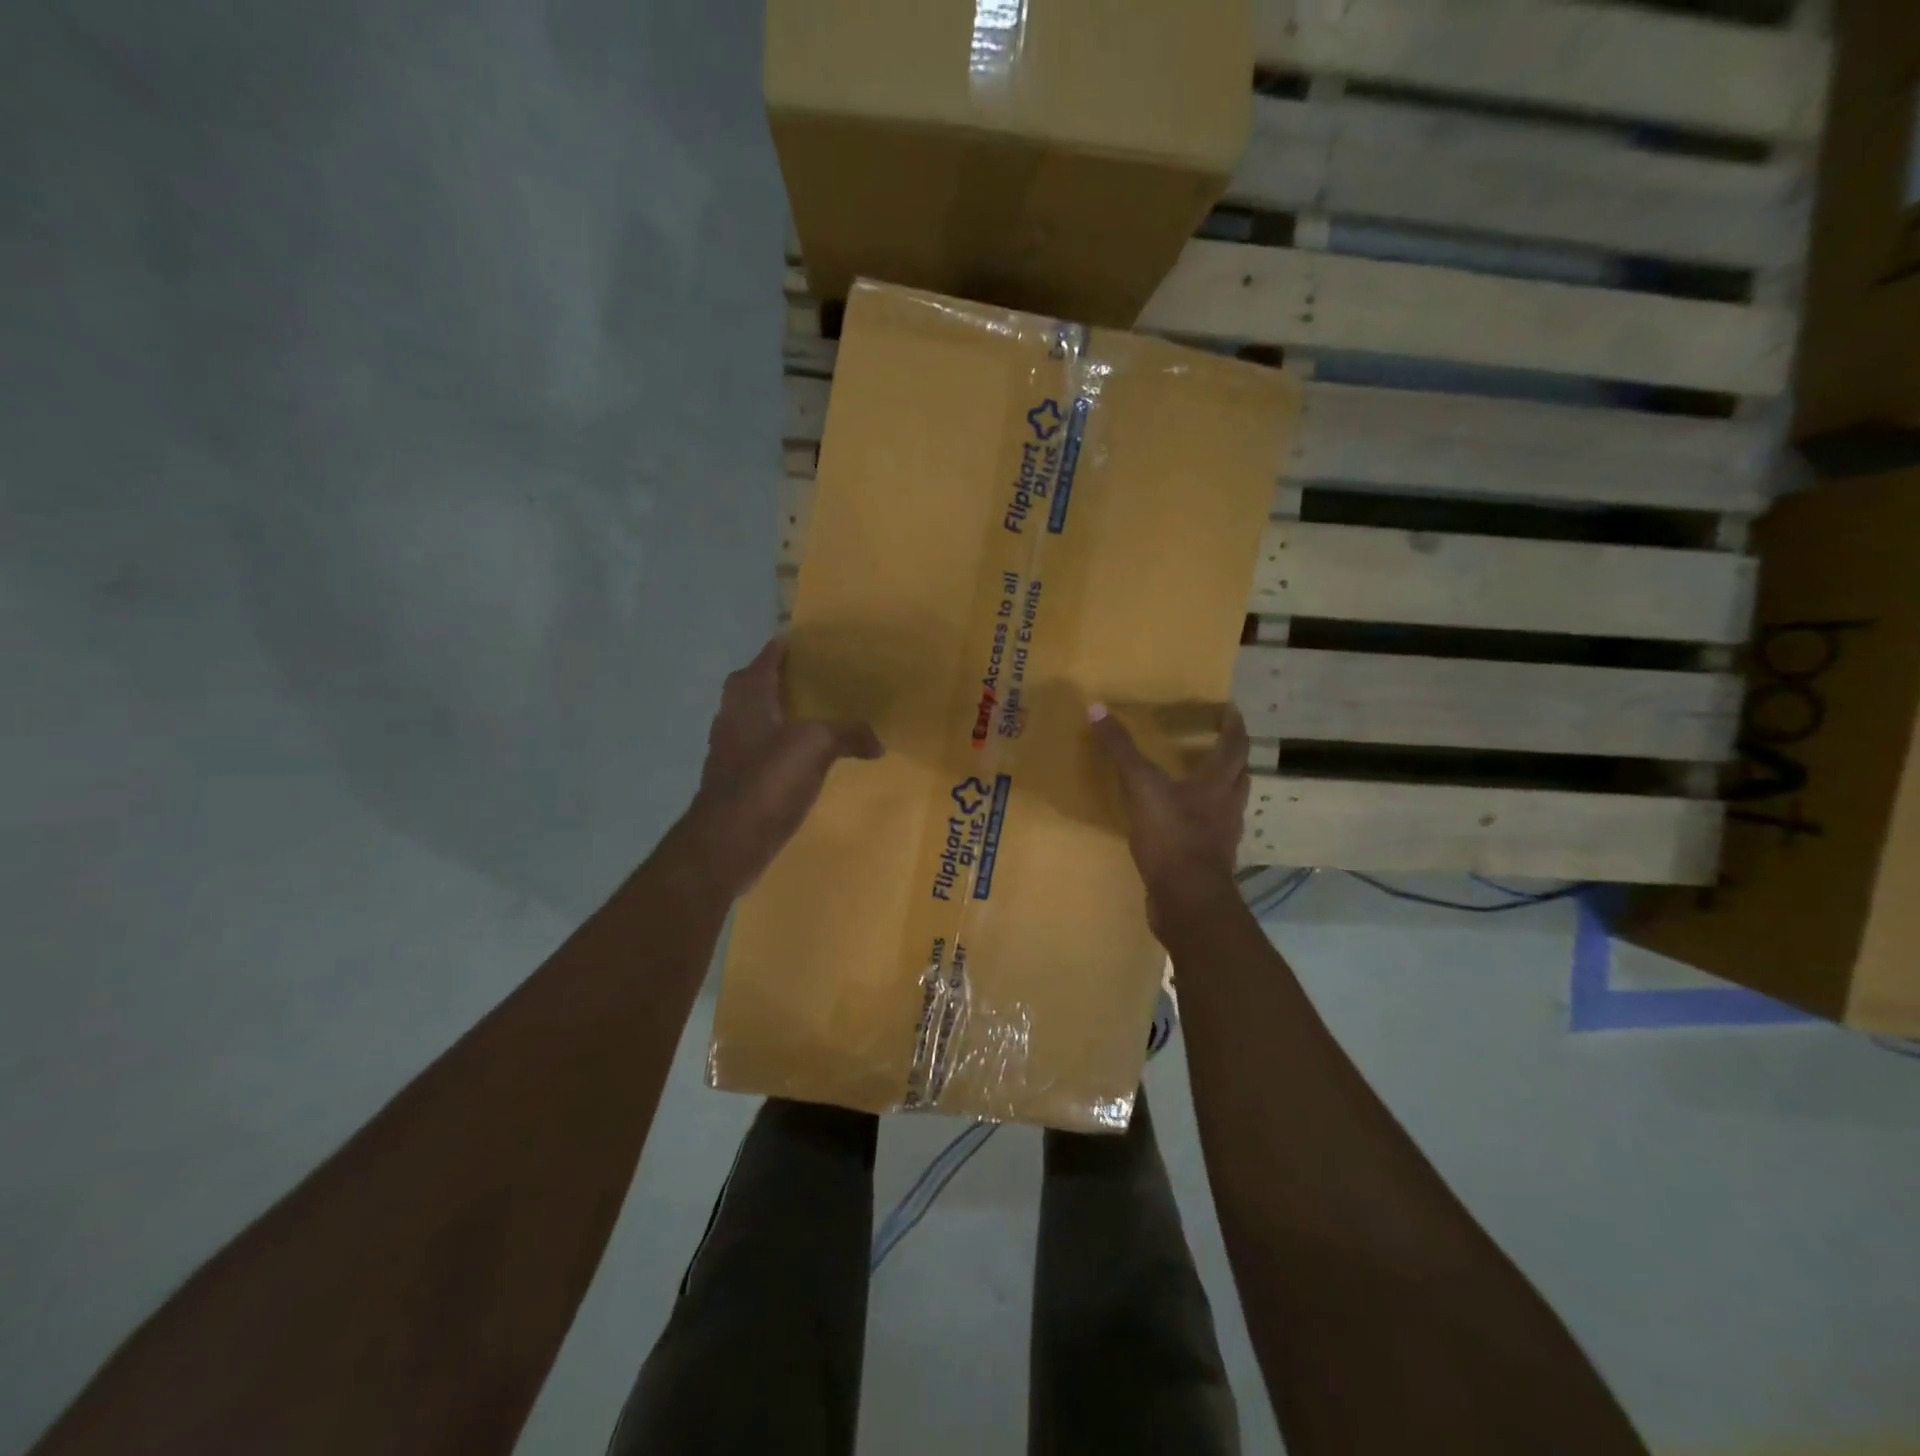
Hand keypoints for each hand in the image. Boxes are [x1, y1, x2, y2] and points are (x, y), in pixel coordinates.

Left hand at [681, 639, 882, 894]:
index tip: (807, 641)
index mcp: (748, 698)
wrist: (727, 841)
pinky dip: (777, 750)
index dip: (783, 646)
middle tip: (809, 679)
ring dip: (775, 714)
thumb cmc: (767, 781)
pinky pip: (757, 753)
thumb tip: (877, 741)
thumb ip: (848, 734)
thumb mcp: (816, 746)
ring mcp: (728, 751)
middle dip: (775, 678)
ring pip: (752, 720)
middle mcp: (732, 718)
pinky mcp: (734, 782)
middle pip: (750, 686)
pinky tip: (801, 762)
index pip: (765, 658)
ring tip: (811, 718)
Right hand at [1088, 701, 1247, 932]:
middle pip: (1238, 775)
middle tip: (1216, 742)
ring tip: (1198, 781)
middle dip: (1231, 757)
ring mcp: (1221, 837)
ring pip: (1227, 804)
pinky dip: (1201, 821)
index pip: (1235, 746)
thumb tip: (1097, 707)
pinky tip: (1180, 823)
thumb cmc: (1171, 836)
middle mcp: (1227, 806)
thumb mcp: (1141, 787)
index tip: (1231, 709)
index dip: (1234, 725)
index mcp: (1217, 783)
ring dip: (1219, 789)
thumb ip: (1121, 750)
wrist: (1187, 900)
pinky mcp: (1209, 861)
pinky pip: (1210, 832)